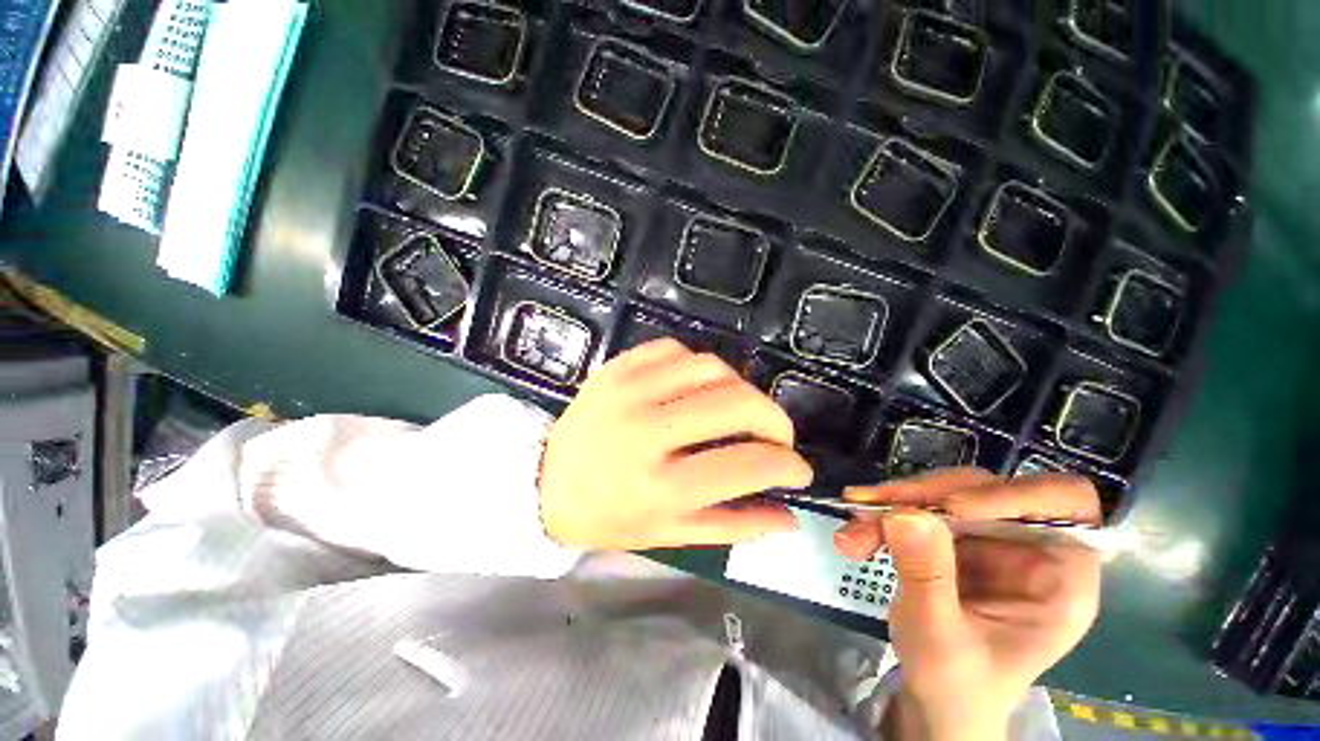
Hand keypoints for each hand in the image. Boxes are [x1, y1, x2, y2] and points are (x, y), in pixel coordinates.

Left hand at [540, 338, 813, 549]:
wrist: (544, 481)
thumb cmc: (608, 515)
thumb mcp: (670, 533)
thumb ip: (733, 526)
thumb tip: (789, 515)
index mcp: (660, 486)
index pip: (746, 464)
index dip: (787, 464)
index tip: (798, 469)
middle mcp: (646, 432)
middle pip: (736, 403)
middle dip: (774, 418)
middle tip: (777, 434)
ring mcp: (628, 391)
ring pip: (710, 367)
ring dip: (739, 388)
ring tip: (738, 410)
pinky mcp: (616, 368)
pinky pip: (674, 350)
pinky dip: (697, 366)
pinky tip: (696, 388)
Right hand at [833, 469, 1101, 740]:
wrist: (934, 703)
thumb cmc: (955, 686)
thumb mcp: (939, 638)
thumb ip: (926, 574)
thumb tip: (904, 512)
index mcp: (1059, 577)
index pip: (1065, 504)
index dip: (1011, 495)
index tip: (950, 508)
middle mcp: (1027, 547)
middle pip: (983, 490)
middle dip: (922, 498)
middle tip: (871, 509)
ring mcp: (987, 540)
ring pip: (941, 494)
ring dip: (892, 506)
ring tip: (852, 533)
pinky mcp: (952, 539)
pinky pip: (915, 509)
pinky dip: (882, 516)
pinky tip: (855, 535)